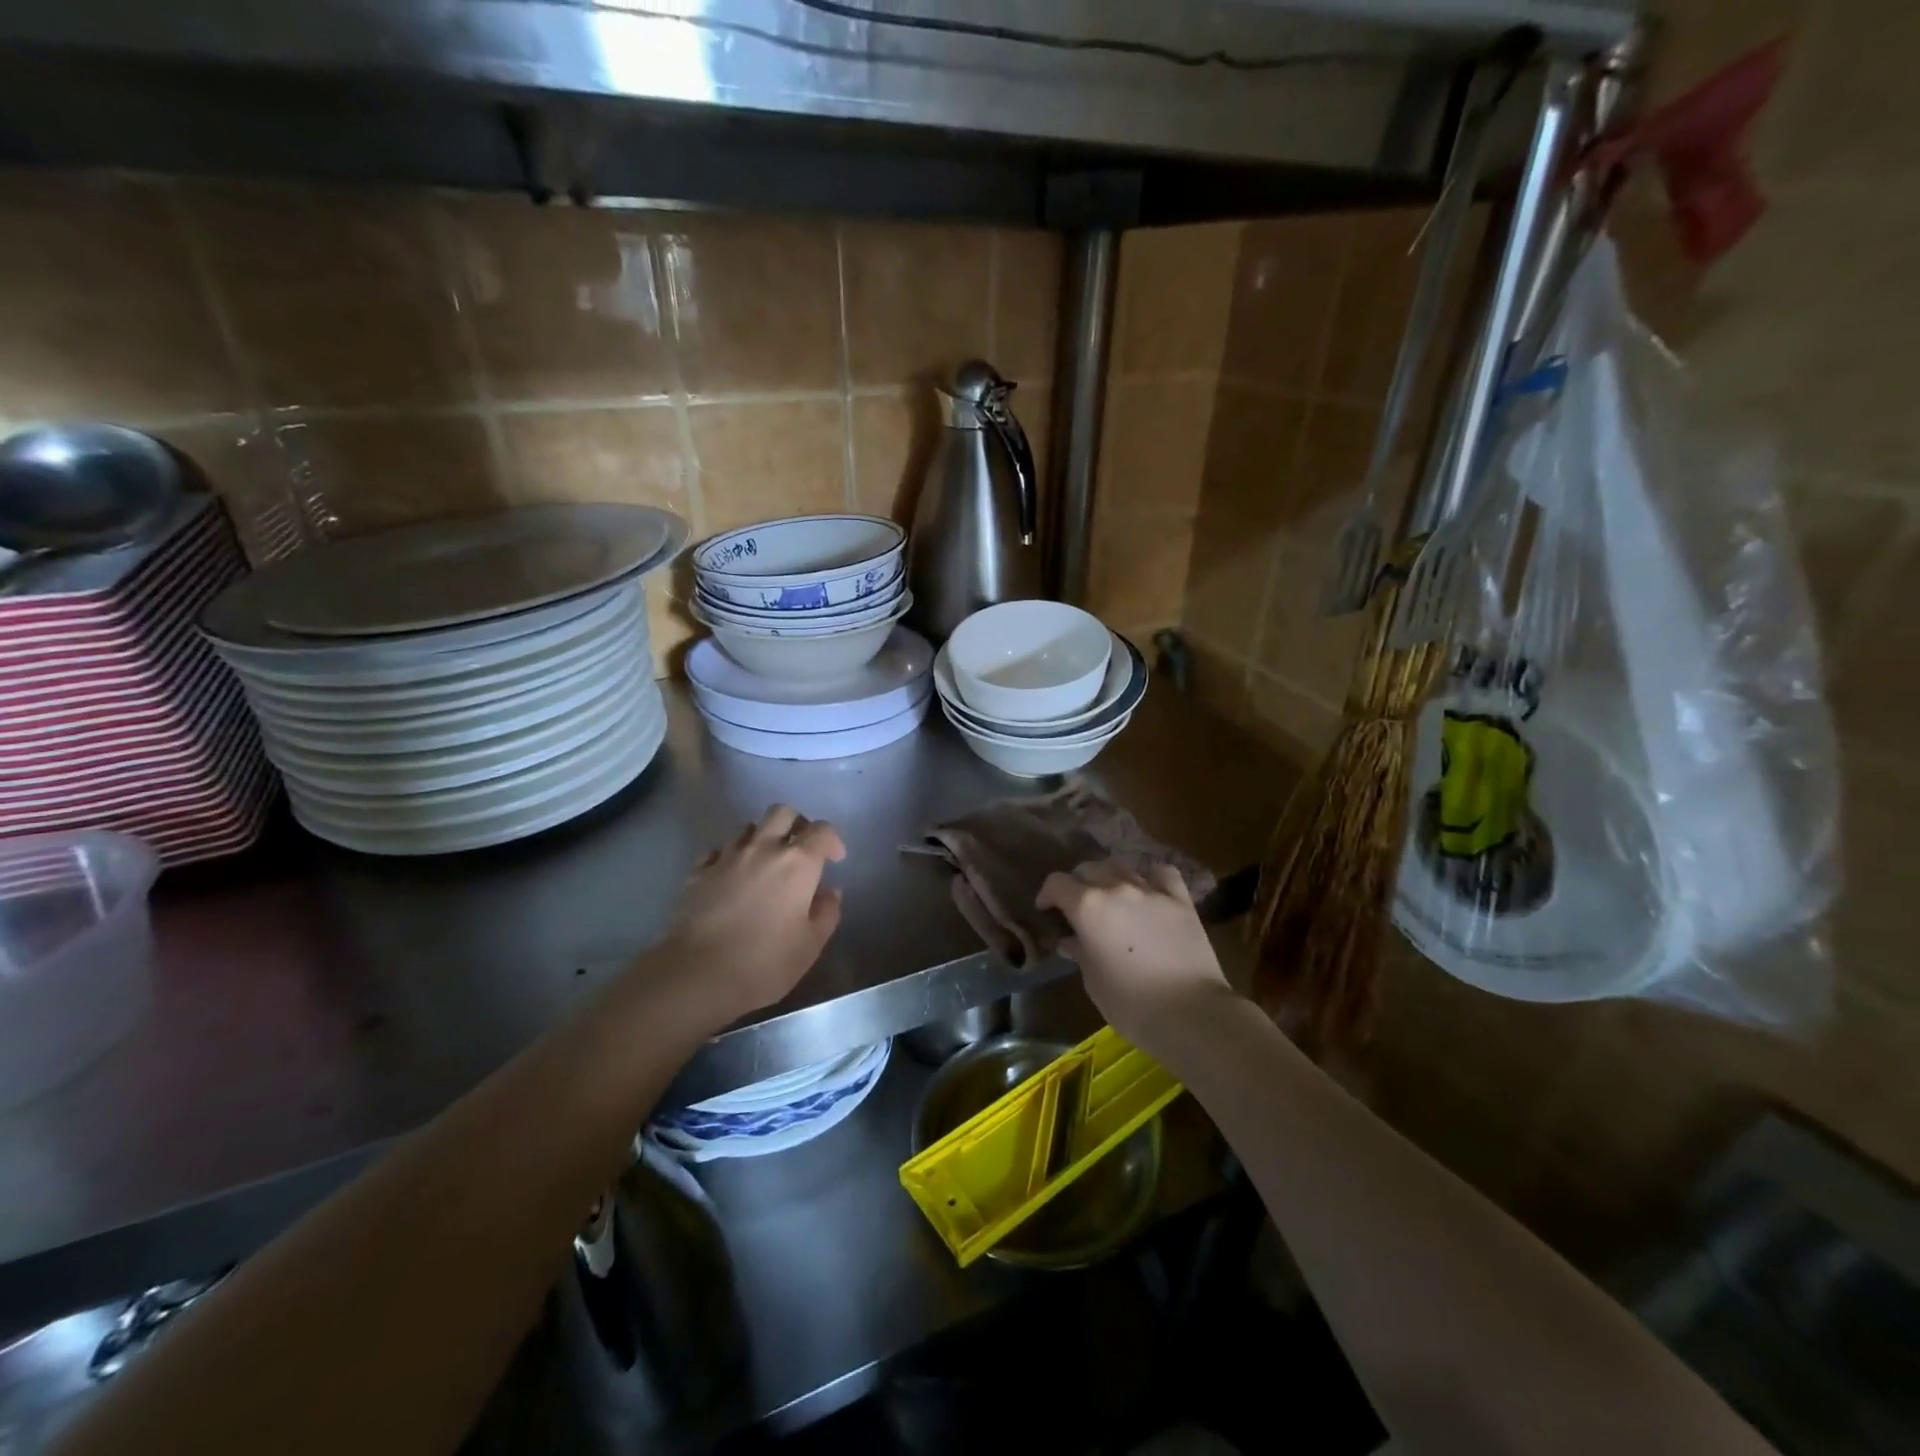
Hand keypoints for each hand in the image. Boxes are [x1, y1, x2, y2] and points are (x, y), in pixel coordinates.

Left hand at [656, 805, 845, 1026]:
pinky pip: (718, 850)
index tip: (834, 860)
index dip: (832, 840)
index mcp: (798, 863)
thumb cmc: (764, 962)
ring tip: (765, 863)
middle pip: (782, 812)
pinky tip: (732, 877)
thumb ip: (826, 912)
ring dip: (762, 838)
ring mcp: (726, 857)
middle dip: (796, 823)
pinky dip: (730, 857)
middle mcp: (763, 848)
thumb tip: (829, 892)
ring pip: (748, 828)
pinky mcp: (698, 872)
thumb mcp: (810, 945)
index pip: (822, 830)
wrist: (697, 974)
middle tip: (800, 849)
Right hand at [1036, 860, 1233, 1055]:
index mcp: (1088, 906)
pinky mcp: (1180, 900)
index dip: (1047, 895)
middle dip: (1076, 884)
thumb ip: (1079, 952)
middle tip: (1077, 907)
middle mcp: (1116, 888)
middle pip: (1088, 869)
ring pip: (1121, 867)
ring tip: (1109, 897)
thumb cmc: (1131, 1004)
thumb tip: (1071, 941)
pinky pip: (1161, 874)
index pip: (1057, 883)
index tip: (1047, 911)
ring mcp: (1151, 890)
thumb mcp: (1092, 981)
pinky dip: (1149, 878)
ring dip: (1108, 878)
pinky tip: (1148, 890)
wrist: (1191, 1012)